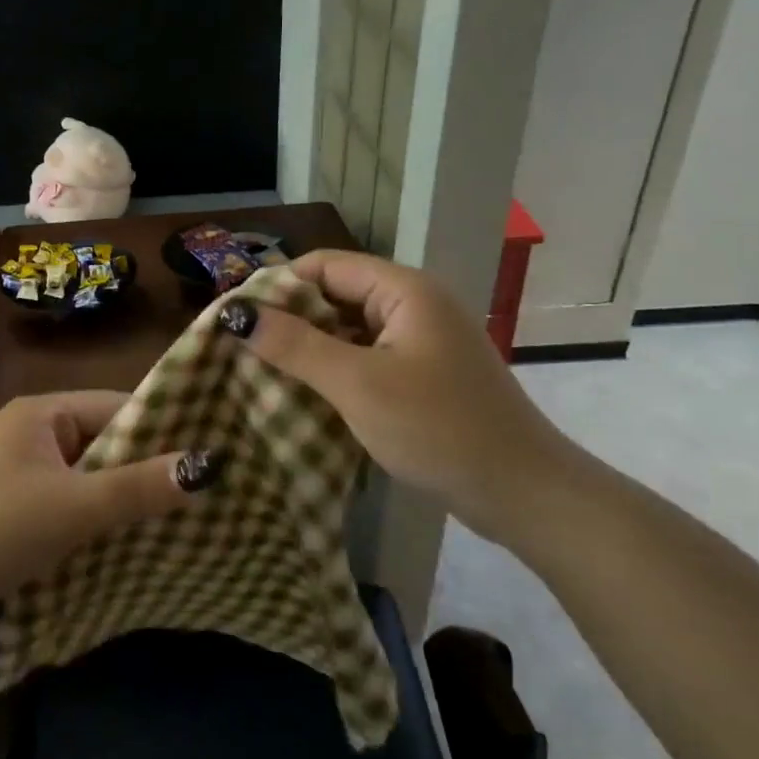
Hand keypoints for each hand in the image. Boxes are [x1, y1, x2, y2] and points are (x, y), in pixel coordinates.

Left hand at [0, 392, 202, 645]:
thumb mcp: (74, 506)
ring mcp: (25, 475)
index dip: (162, 428)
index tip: (210, 452)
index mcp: (42, 414)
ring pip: (93, 479)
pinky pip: (74, 507)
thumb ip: (139, 487)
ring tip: (185, 517)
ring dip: (126, 499)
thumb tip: (208, 465)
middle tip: (206, 491)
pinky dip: (101, 521)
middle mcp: (34, 435)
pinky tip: (138, 542)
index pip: (117, 407)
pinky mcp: (20, 513)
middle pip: (107, 443)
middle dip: (148, 469)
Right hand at [221, 251, 572, 543]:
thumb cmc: (438, 428)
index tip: (236, 318)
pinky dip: (335, 370)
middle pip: (335, 295)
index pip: (325, 265)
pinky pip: (366, 358)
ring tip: (263, 373)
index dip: (278, 285)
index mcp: (403, 290)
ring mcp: (421, 341)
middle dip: (290, 319)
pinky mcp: (423, 374)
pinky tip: (305, 396)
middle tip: (242, 350)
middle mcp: (413, 304)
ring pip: (349, 330)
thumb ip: (295, 346)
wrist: (523, 493)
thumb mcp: (357, 385)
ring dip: (310, 348)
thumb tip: (235, 313)